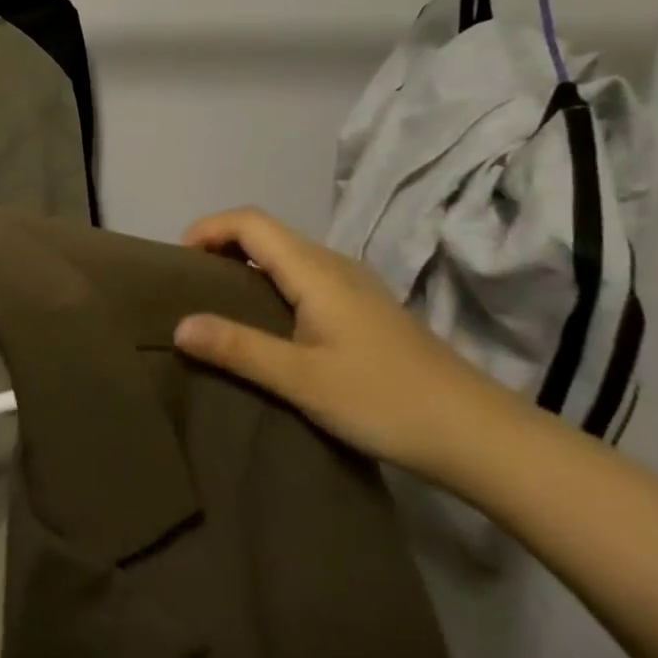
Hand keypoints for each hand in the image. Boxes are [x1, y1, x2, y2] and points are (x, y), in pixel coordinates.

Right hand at [173, 207, 520, 484]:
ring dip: (244, 266)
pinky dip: (268, 285)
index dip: (208, 228)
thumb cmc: (386, 400)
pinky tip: (265, 327)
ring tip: (215, 305)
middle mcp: (334, 265)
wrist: (480, 435)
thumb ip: (238, 348)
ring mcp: (354, 287)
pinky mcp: (364, 310)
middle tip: (188, 286)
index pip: (250, 221)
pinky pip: (302, 279)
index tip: (177, 262)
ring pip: (285, 256)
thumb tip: (177, 326)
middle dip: (219, 246)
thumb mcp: (302, 379)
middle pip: (266, 233)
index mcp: (316, 270)